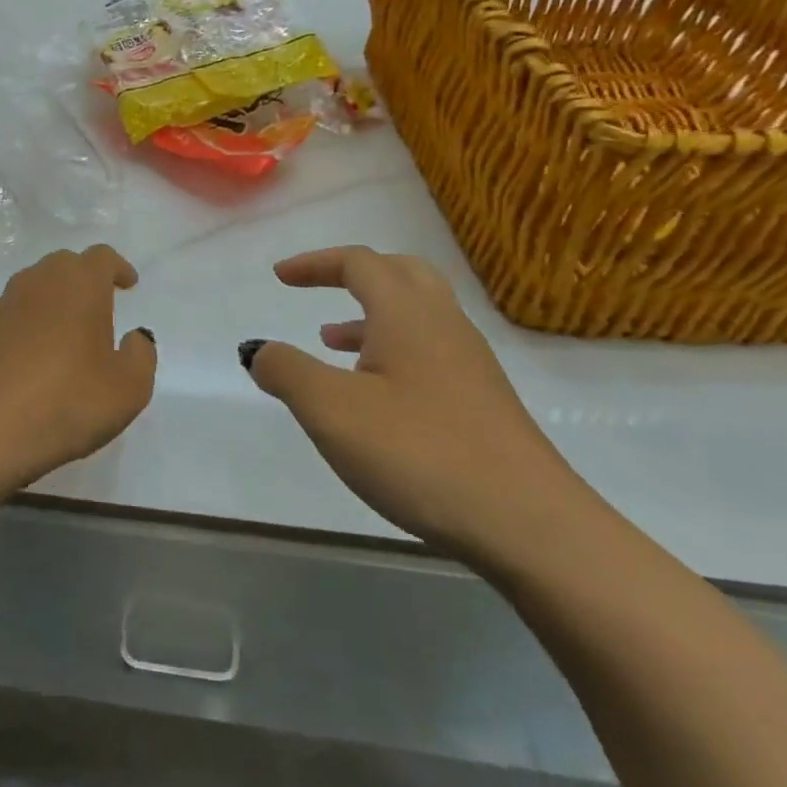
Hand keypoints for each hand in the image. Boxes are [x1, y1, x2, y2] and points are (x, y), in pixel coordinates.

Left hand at [0, 245, 157, 484]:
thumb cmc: (67, 403)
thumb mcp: (128, 389)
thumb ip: (140, 355)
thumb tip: (134, 337)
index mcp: (79, 285)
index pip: (101, 257)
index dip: (118, 268)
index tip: (128, 284)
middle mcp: (38, 283)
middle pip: (64, 264)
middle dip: (84, 278)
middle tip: (98, 305)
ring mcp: (2, 306)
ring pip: (34, 287)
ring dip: (53, 300)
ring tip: (66, 332)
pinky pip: (11, 316)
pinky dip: (27, 325)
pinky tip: (32, 358)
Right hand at [242, 247, 598, 565]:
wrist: (528, 524)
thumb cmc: (419, 453)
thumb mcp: (331, 410)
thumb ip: (286, 371)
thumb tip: (257, 349)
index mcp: (407, 313)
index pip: (359, 262)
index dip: (315, 263)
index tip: (280, 277)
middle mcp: (444, 325)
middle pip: (399, 273)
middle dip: (351, 275)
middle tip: (317, 291)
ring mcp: (470, 363)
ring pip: (417, 314)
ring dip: (371, 315)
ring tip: (332, 343)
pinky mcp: (483, 401)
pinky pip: (429, 350)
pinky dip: (392, 350)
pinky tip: (374, 395)